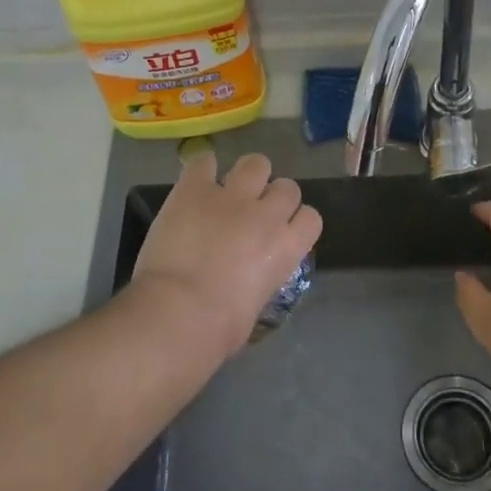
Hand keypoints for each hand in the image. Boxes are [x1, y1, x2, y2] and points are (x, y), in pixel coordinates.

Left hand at [128, 150, 322, 359]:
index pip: (311, 218)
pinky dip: (202, 171)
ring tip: (230, 191)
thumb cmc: (220, 328)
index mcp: (287, 247)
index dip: (296, 222)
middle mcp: (266, 214)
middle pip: (287, 187)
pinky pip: (204, 162)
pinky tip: (195, 184)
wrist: (179, 312)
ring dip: (247, 175)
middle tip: (253, 213)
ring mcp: (230, 196)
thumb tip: (249, 278)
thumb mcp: (256, 305)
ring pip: (256, 163)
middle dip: (274, 197)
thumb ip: (261, 278)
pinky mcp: (194, 189)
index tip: (282, 231)